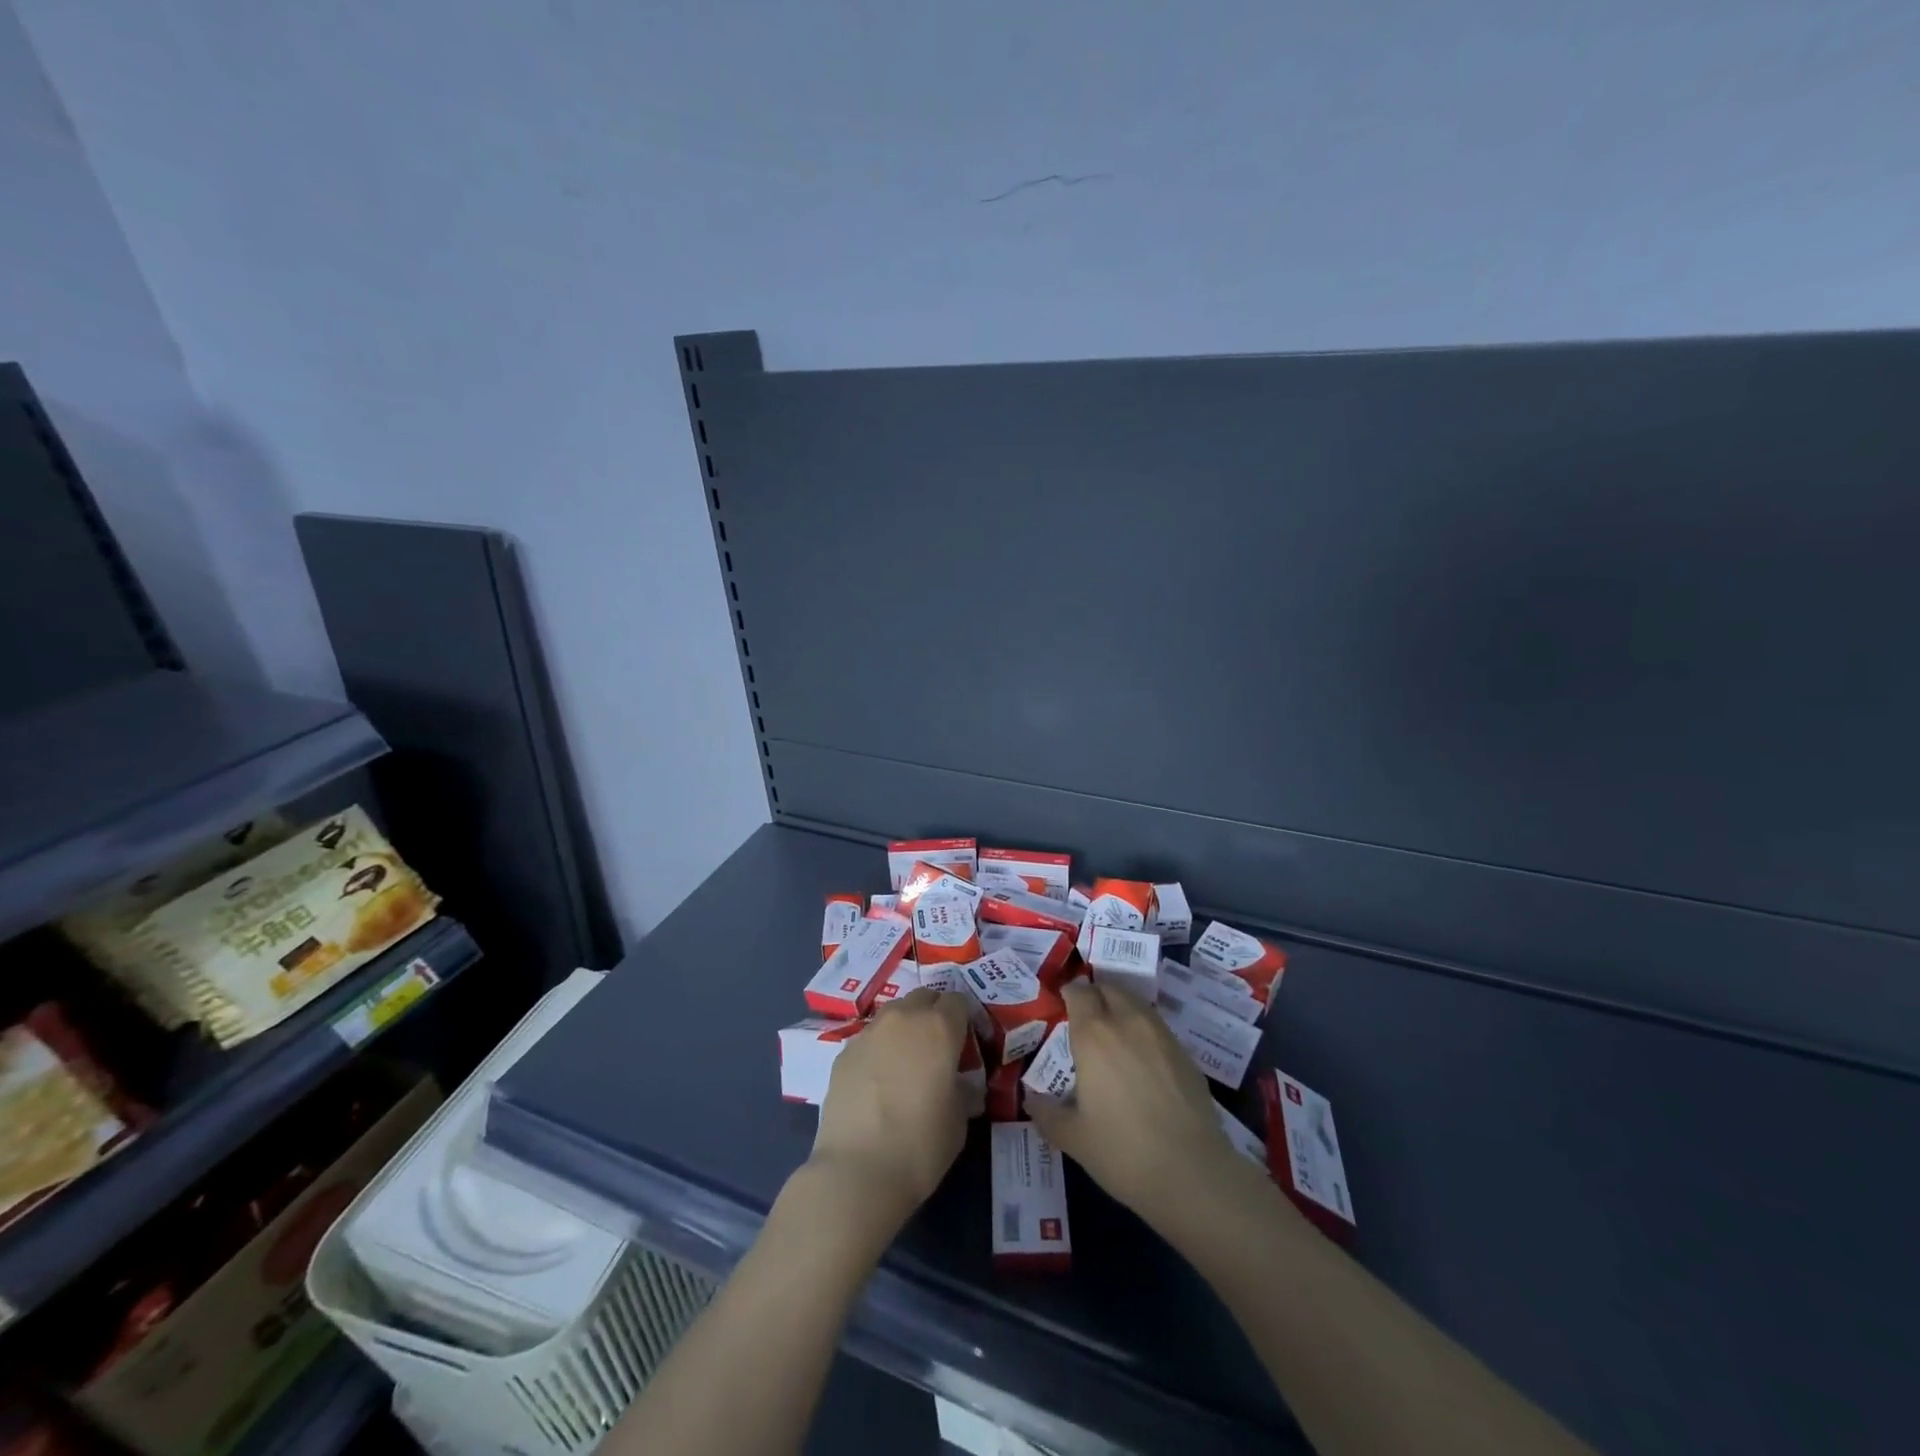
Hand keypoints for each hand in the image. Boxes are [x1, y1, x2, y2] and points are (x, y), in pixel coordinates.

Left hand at [808, 989, 971, 1231]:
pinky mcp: (843, 1052)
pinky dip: (879, 1050)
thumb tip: (960, 1084)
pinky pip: (869, 1039)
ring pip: (893, 1014)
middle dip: (934, 1013)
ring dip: (904, 1027)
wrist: (857, 1171)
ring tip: (906, 1062)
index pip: (958, 1001)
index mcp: (939, 1027)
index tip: (967, 1042)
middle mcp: (903, 1018)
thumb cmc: (921, 1145)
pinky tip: (878, 1082)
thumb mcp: (959, 1120)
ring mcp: (869, 1032)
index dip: (965, 1018)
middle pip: (924, 997)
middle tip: (938, 1047)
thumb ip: (962, 1089)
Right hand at [1027, 979, 1251, 1237]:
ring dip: (1120, 1007)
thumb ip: (1047, 1113)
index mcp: (1093, 1035)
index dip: (1069, 994)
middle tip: (1086, 1017)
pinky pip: (1156, 1025)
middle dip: (1095, 995)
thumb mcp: (1073, 1138)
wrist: (1193, 1173)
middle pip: (1109, 989)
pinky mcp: (1185, 1051)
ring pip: (1135, 1003)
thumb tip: (1030, 1099)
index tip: (1062, 1005)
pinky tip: (1141, 1056)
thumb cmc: (1123, 1152)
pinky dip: (1143, 1028)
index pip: (1078, 993)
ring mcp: (1160, 1034)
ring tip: (1113, 1032)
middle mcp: (1127, 1022)